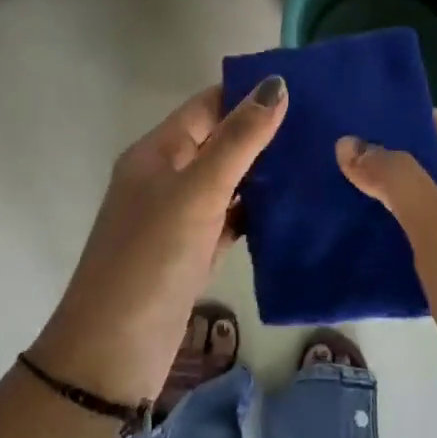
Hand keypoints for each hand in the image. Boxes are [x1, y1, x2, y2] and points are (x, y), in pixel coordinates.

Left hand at [30, 76, 286, 406]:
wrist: (113, 352)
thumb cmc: (152, 258)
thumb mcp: (198, 191)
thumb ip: (238, 139)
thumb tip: (276, 84)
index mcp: (157, 152)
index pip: (207, 105)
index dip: (248, 93)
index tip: (302, 86)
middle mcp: (166, 178)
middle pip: (219, 141)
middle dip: (263, 132)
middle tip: (323, 124)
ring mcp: (179, 217)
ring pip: (228, 182)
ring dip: (265, 173)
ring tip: (319, 159)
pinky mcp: (193, 252)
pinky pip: (231, 219)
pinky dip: (257, 213)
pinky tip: (295, 209)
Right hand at [337, 113, 436, 437]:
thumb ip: (397, 180)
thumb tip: (349, 142)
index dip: (395, 112)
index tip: (344, 104)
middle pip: (423, 167)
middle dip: (377, 154)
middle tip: (319, 143)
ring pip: (414, 208)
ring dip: (376, 195)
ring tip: (321, 182)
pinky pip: (412, 247)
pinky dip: (382, 236)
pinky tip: (344, 238)